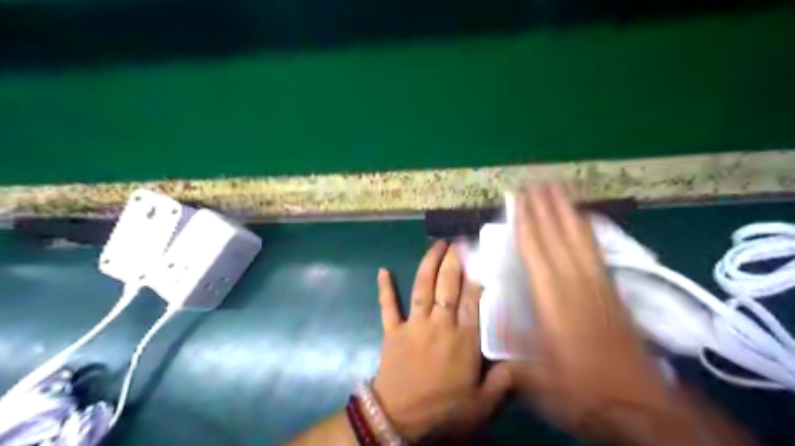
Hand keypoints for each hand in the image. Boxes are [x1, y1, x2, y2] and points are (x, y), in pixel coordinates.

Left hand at [372, 241, 507, 439]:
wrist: (400, 417)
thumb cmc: (443, 409)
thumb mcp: (480, 404)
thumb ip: (501, 381)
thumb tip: (519, 362)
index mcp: (462, 338)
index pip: (473, 299)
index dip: (476, 276)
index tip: (480, 257)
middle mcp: (439, 324)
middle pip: (447, 286)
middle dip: (453, 261)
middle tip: (458, 243)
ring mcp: (414, 324)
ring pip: (422, 287)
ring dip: (429, 264)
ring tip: (436, 245)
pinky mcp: (392, 330)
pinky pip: (388, 306)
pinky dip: (385, 288)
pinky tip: (383, 270)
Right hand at [505, 184, 678, 442]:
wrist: (638, 403)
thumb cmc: (581, 387)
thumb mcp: (535, 374)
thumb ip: (508, 345)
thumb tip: (484, 328)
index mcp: (551, 297)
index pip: (534, 249)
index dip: (525, 221)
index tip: (518, 198)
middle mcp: (574, 282)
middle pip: (557, 235)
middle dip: (544, 206)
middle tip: (535, 182)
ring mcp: (596, 282)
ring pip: (579, 237)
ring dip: (566, 210)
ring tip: (557, 189)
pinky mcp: (611, 288)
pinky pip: (596, 249)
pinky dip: (587, 229)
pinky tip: (583, 219)